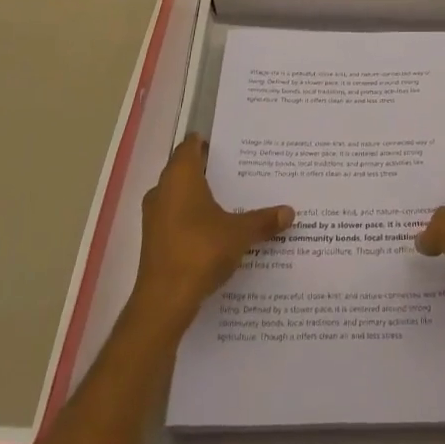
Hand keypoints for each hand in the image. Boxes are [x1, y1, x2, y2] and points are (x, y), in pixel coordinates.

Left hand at [129, 135, 293, 333]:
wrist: (164, 301)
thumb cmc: (201, 251)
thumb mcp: (239, 233)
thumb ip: (263, 220)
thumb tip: (290, 212)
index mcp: (180, 177)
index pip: (190, 146)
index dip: (206, 142)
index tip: (228, 144)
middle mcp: (162, 190)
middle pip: (184, 170)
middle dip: (208, 170)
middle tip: (238, 170)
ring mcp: (154, 217)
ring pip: (179, 196)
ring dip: (199, 196)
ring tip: (230, 199)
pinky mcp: (154, 241)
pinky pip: (175, 218)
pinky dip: (192, 218)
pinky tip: (215, 229)